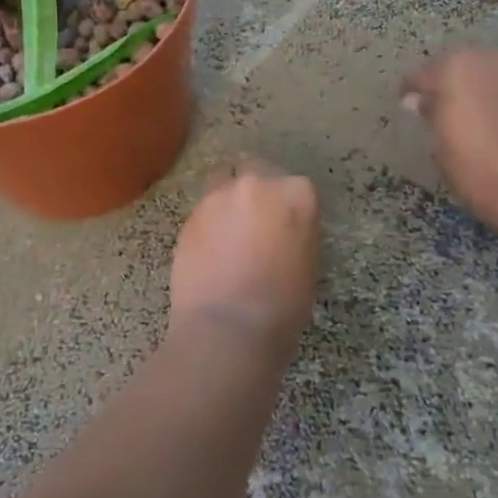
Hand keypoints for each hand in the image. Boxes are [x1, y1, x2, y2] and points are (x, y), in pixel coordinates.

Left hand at [169, 159, 319, 359]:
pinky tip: (209, 249)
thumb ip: (295, 232)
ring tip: (227, 231)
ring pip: (223, 180)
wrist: (228, 328)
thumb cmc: (283, 306)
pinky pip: (203, 209)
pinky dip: (208, 222)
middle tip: (255, 221)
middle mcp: (257, 184)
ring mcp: (219, 196)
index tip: (283, 224)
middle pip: (255, 169)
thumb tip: (282, 230)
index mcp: (296, 194)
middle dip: (255, 190)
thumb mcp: (307, 264)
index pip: (294, 185)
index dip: (287, 205)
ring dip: (228, 199)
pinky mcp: (190, 215)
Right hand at [401, 46, 497, 239]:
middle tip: (436, 113)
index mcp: (456, 66)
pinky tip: (493, 123)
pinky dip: (497, 98)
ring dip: (474, 89)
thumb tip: (421, 100)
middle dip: (445, 85)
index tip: (406, 109)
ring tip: (466, 119)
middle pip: (457, 66)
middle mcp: (490, 57)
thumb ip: (429, 112)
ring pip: (486, 74)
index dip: (411, 92)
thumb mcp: (439, 143)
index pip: (421, 74)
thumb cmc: (478, 167)